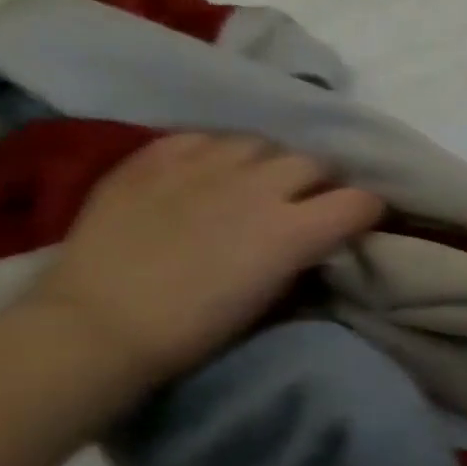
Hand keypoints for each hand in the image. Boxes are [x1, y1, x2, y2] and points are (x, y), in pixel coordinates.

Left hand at [18, 133, 383, 385]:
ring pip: (262, 142)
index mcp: (294, 230)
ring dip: (271, 162)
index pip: (360, 201)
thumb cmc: (199, 327)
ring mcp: (203, 166)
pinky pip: (204, 138)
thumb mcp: (277, 298)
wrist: (99, 325)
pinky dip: (217, 152)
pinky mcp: (154, 158)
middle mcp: (258, 186)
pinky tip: (208, 173)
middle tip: (307, 203)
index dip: (367, 212)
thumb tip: (322, 242)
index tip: (360, 224)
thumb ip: (307, 257)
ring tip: (257, 182)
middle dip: (321, 182)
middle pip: (314, 162)